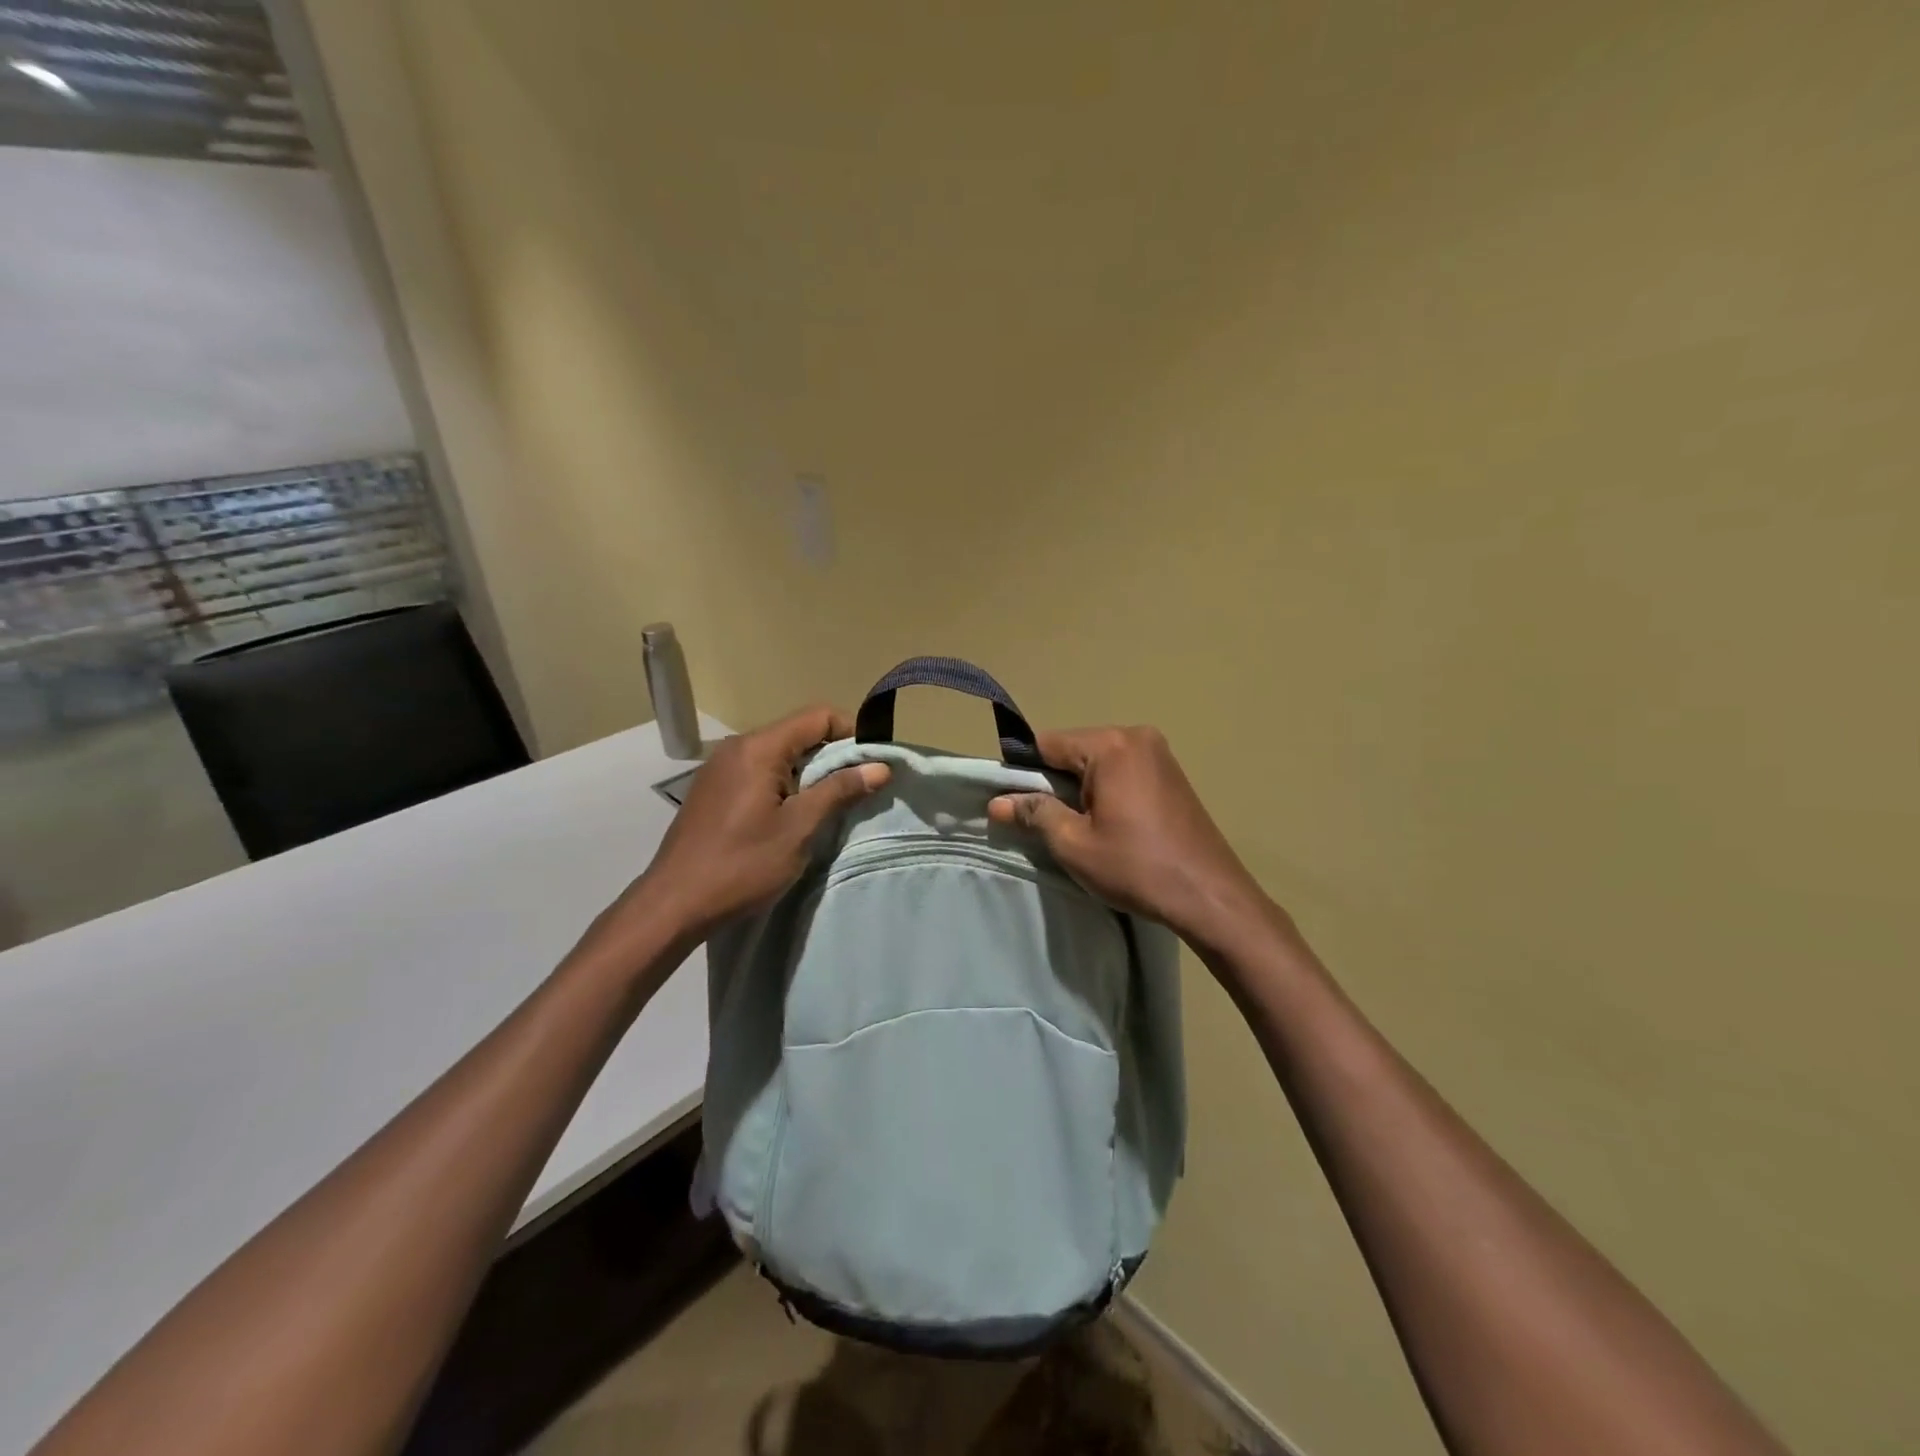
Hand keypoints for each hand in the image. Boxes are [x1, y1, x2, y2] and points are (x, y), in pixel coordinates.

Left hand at [610, 706, 889, 947]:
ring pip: (779, 753)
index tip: (872, 764)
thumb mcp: (799, 828)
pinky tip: (791, 815)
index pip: (817, 717)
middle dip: (833, 754)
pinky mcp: (714, 789)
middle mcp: (737, 747)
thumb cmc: (742, 865)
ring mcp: (721, 767)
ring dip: (809, 772)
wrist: (674, 904)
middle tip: (857, 788)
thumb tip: (880, 766)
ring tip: (829, 805)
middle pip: (798, 732)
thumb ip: (839, 790)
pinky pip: (759, 770)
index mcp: (758, 748)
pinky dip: (784, 783)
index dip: (852, 733)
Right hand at [987, 726, 1271, 951]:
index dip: (1025, 772)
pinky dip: (1106, 789)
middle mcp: (1136, 736)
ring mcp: (1159, 753)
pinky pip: (1123, 769)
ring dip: (1081, 787)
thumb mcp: (1074, 843)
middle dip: (1055, 781)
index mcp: (1111, 745)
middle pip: (1074, 749)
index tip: (1016, 804)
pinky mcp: (1172, 773)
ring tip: (1080, 827)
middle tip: (1048, 822)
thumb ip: (1034, 813)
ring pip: (1098, 761)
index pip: (1047, 743)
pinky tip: (1109, 823)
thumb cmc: (1136, 867)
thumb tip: (997, 802)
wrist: (1209, 895)